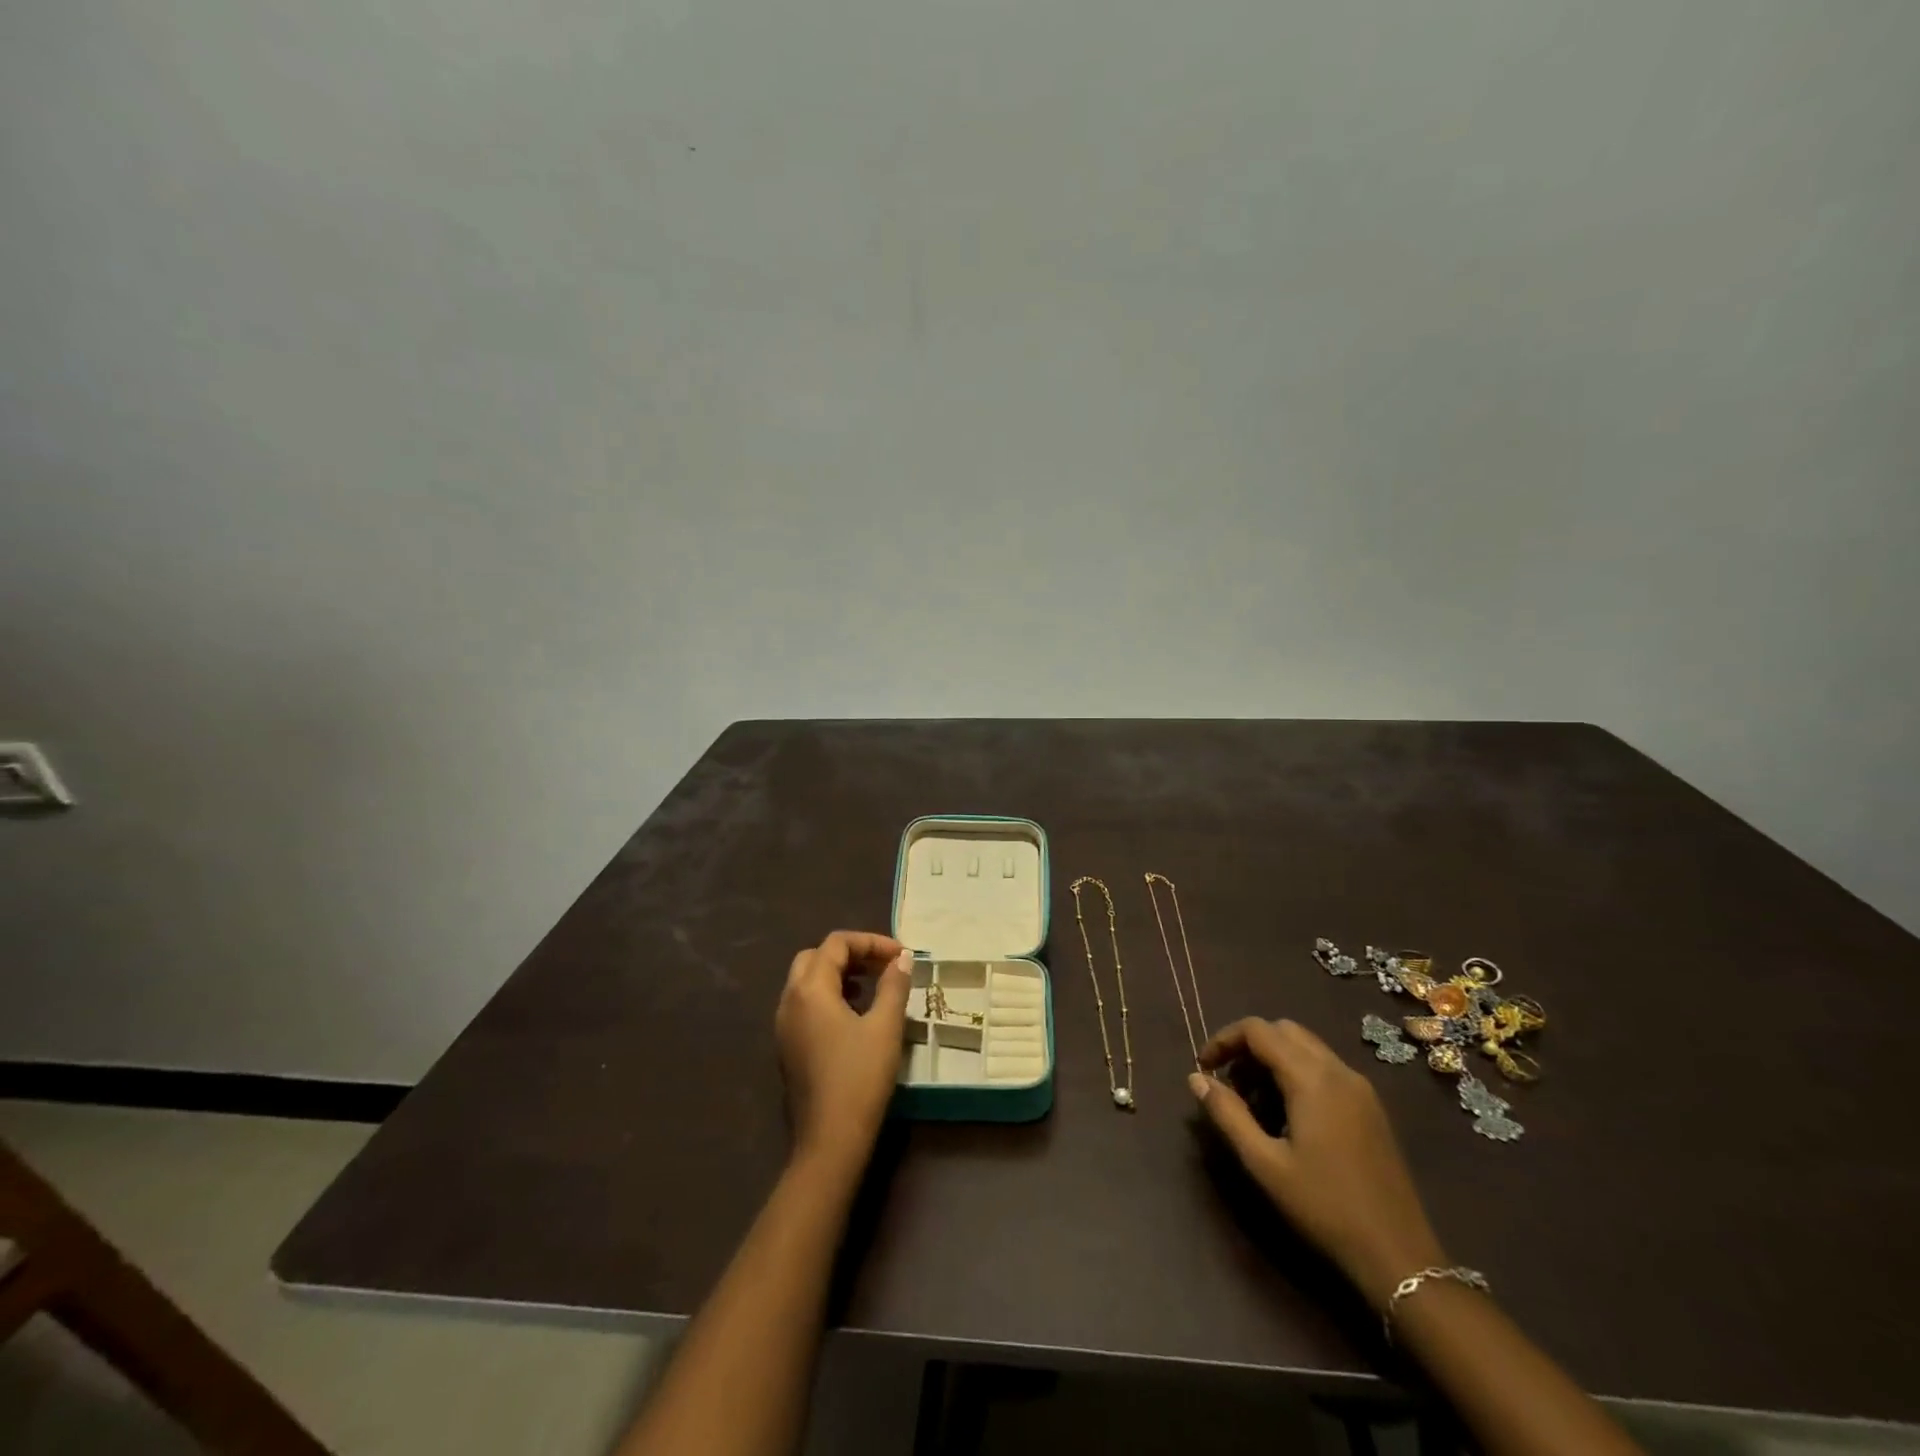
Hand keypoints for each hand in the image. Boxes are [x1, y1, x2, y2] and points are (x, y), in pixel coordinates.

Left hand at [776, 930, 912, 1172]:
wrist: (830, 1140)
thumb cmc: (860, 1078)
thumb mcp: (885, 1027)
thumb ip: (893, 985)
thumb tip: (903, 958)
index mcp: (810, 990)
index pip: (836, 943)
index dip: (871, 942)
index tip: (901, 956)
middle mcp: (789, 1001)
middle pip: (816, 957)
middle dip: (851, 954)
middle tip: (883, 966)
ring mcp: (784, 1025)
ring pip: (807, 981)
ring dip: (839, 974)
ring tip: (873, 987)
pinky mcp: (788, 1047)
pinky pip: (805, 1005)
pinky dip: (829, 996)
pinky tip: (855, 1016)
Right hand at [1190, 1017, 1446, 1308]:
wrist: (1400, 1257)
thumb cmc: (1324, 1207)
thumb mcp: (1264, 1163)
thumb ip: (1227, 1114)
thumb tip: (1196, 1078)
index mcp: (1312, 1078)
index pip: (1257, 1030)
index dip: (1224, 1040)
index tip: (1204, 1068)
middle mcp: (1339, 1070)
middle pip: (1283, 1031)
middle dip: (1248, 1048)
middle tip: (1229, 1085)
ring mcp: (1360, 1088)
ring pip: (1305, 1048)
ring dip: (1272, 1061)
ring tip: (1254, 1105)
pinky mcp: (1371, 1108)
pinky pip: (1325, 1069)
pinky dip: (1296, 1074)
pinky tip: (1287, 1118)